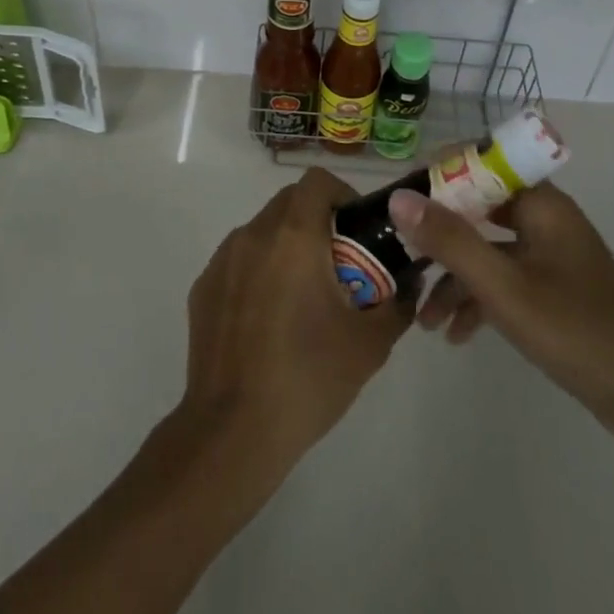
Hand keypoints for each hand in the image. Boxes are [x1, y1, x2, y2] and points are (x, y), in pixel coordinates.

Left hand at [180, 169, 411, 476]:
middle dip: (318, 221)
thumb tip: (410, 282)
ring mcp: (222, 260)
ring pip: (263, 231)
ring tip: (304, 296)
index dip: (342, 194)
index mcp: (293, 236)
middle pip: (289, 202)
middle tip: (340, 264)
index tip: (357, 229)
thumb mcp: (370, 344)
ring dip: (287, 246)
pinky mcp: (203, 288)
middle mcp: (253, 235)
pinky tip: (269, 320)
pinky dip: (260, 271)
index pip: (317, 182)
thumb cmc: (308, 378)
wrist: (232, 432)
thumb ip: (399, 303)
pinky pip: (239, 261)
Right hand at [389, 183, 613, 447]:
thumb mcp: (504, 287)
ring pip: (488, 249)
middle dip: (439, 235)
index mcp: (542, 204)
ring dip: (454, 278)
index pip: (481, 162)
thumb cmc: (577, 332)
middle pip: (479, 208)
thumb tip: (399, 198)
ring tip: (424, 319)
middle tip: (402, 257)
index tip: (401, 202)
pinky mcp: (554, 290)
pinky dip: (478, 299)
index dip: (440, 174)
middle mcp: (546, 220)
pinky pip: (504, 279)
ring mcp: (551, 256)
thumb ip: (450, 240)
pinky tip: (456, 334)